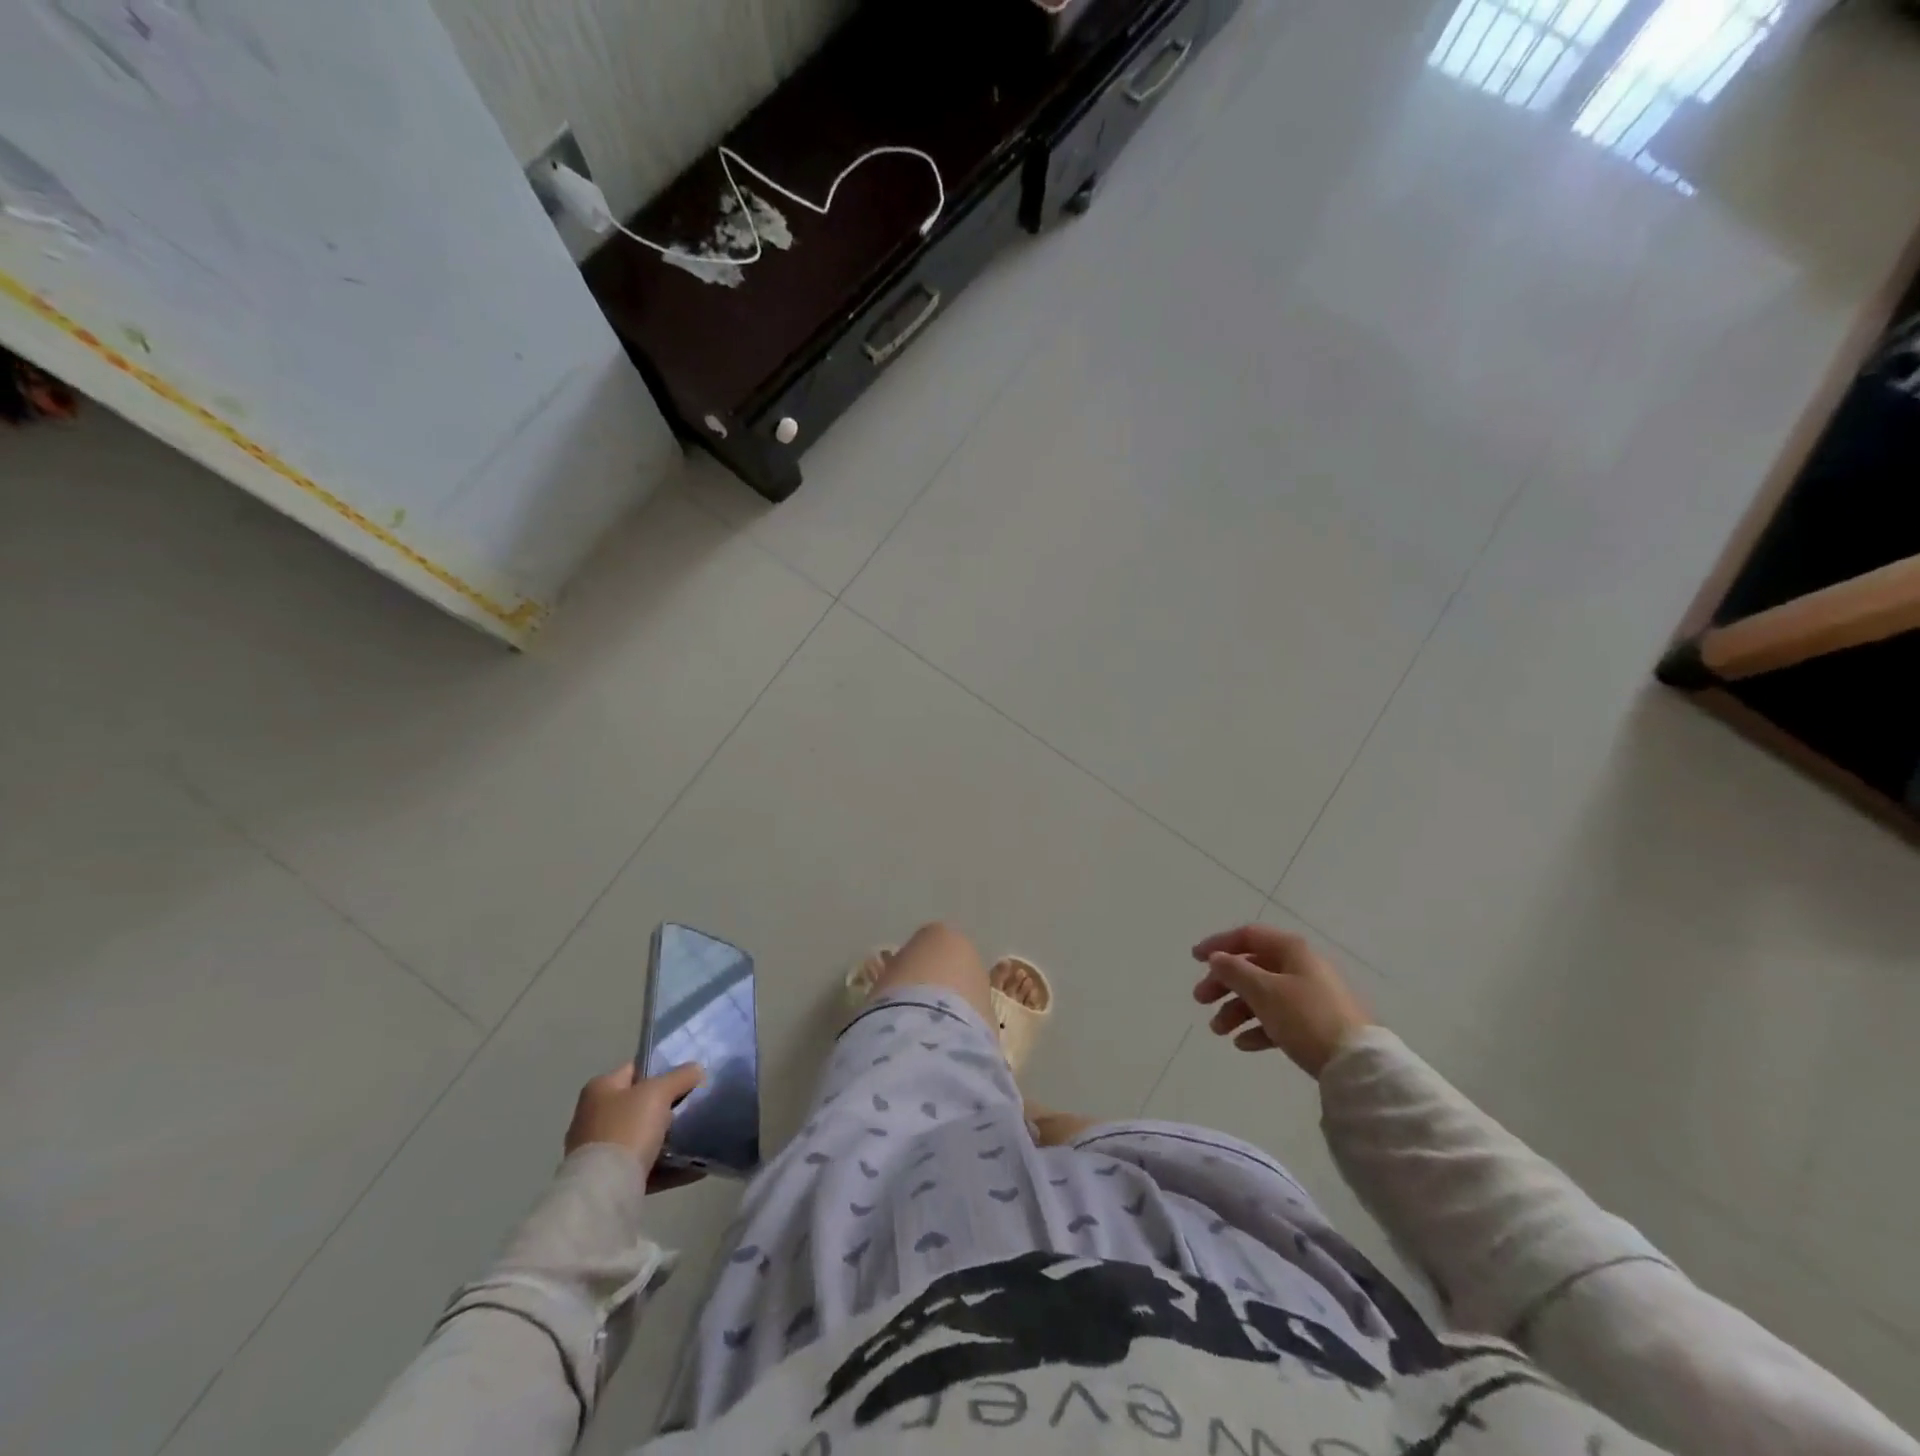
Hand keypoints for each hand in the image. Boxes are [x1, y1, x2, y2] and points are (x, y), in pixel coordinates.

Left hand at [565, 1061, 706, 1190]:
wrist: (603, 1190)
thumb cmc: (626, 1129)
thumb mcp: (658, 1092)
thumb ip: (680, 1077)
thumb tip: (696, 1069)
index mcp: (599, 1089)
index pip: (636, 1069)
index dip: (662, 1068)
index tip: (689, 1074)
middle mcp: (594, 1117)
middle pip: (640, 1104)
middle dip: (668, 1105)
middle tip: (696, 1103)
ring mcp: (601, 1151)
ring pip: (644, 1136)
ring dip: (669, 1137)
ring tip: (699, 1134)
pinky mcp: (610, 1180)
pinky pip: (646, 1166)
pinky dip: (669, 1166)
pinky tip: (694, 1167)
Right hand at [1190, 925, 1371, 1077]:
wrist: (1357, 1064)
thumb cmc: (1305, 1018)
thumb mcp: (1263, 991)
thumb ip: (1235, 971)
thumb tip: (1217, 958)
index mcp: (1291, 950)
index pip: (1248, 936)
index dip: (1218, 944)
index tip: (1194, 959)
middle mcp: (1301, 967)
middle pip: (1252, 967)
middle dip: (1223, 984)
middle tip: (1200, 1001)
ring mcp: (1311, 997)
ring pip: (1263, 995)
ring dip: (1236, 1010)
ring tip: (1219, 1031)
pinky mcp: (1317, 1025)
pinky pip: (1279, 1019)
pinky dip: (1258, 1028)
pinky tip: (1244, 1044)